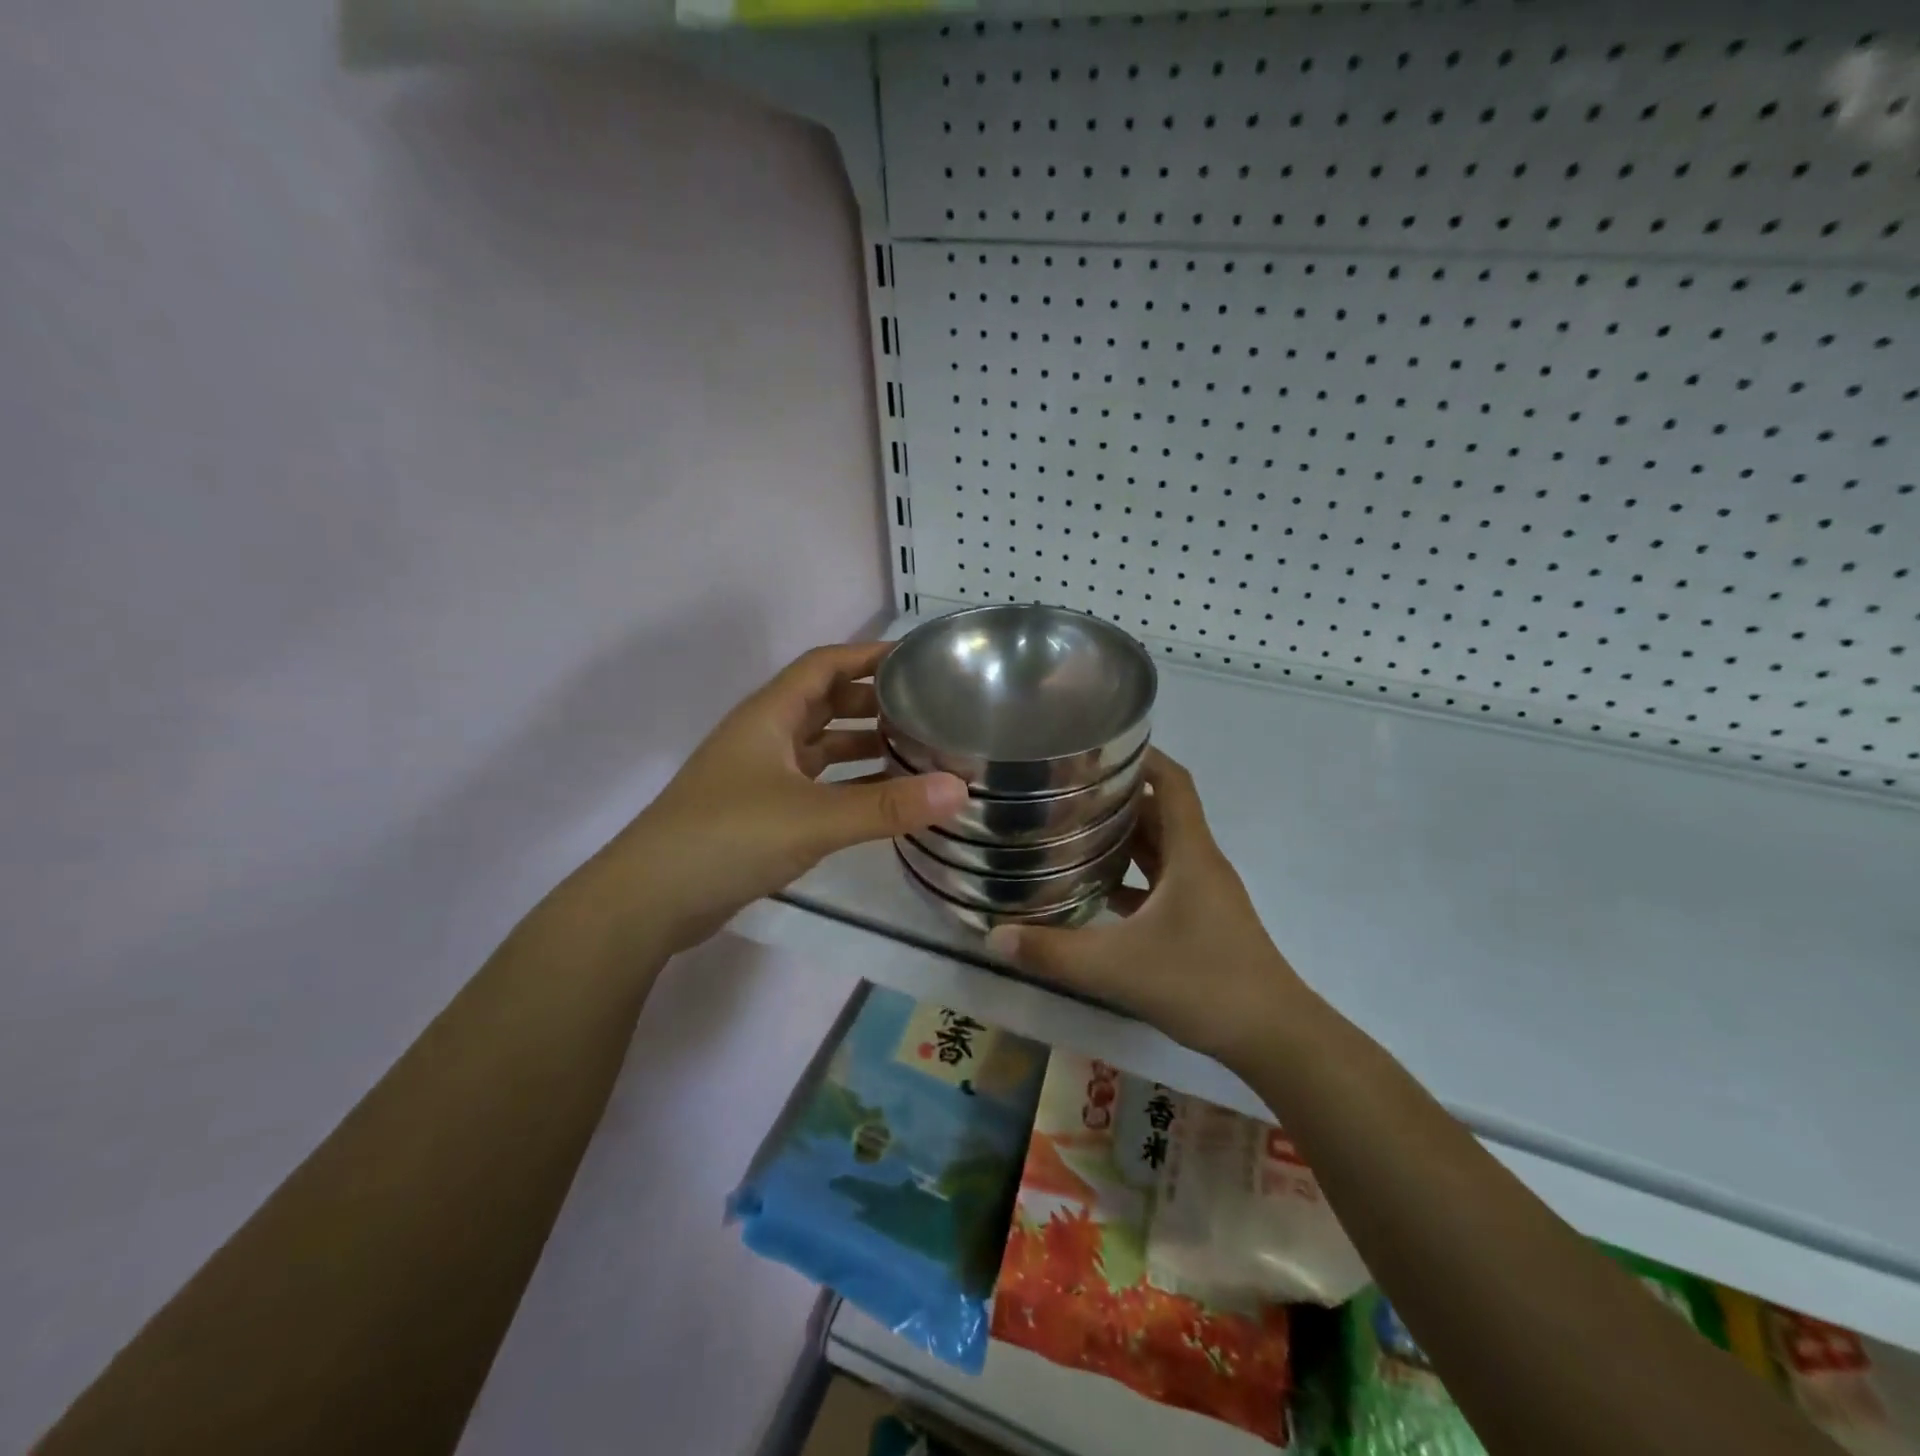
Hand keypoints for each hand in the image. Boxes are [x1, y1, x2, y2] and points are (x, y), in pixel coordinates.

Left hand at [606, 642, 967, 954]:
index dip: (869, 655)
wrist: (650, 899)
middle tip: (927, 708)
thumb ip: (888, 806)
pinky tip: (883, 799)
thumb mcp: (814, 818)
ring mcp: (760, 775)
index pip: (825, 664)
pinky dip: (849, 785)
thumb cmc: (728, 837)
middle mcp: (765, 736)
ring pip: (821, 746)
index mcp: (770, 715)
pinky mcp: (761, 812)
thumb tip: (961, 789)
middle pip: (825, 701)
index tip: (918, 658)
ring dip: (862, 744)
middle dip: (874, 700)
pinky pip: (816, 784)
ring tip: (916, 749)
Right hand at [985, 749, 1309, 1065]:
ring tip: (1072, 832)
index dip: (1143, 757)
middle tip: (1065, 792)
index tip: (1099, 748)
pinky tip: (1095, 892)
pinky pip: (1161, 884)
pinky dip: (1131, 878)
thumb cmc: (1203, 983)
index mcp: (1191, 854)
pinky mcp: (1201, 922)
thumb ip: (1054, 951)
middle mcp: (1199, 864)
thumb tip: (994, 935)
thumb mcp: (1118, 967)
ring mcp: (1202, 895)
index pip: (1173, 783)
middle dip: (1118, 797)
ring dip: (1123, 838)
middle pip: (1160, 813)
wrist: (1273, 1038)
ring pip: (1160, 850)